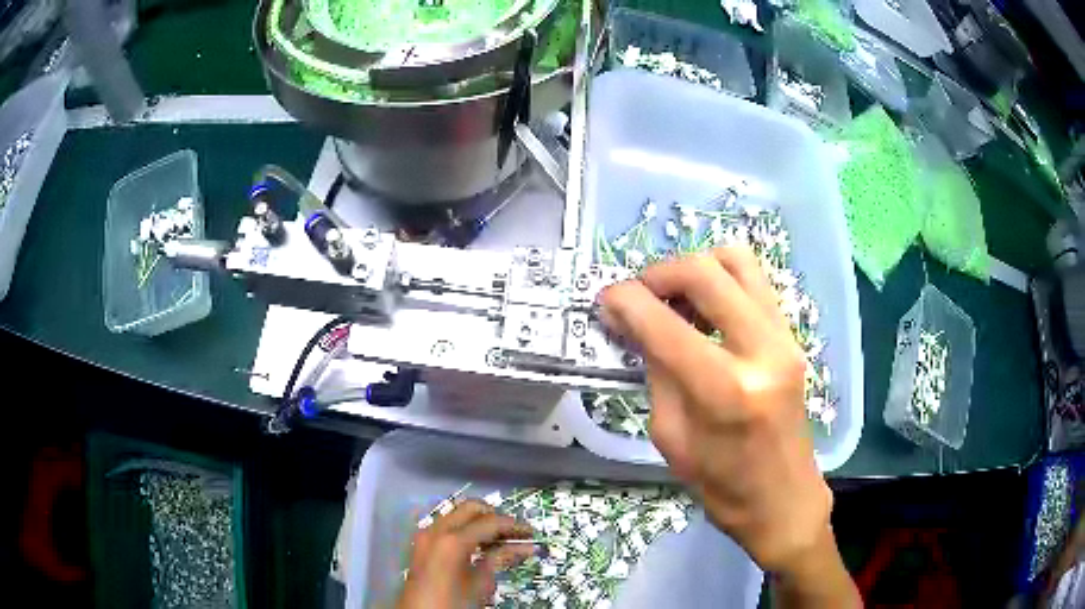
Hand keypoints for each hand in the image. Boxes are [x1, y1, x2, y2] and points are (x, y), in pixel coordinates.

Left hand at [397, 499, 535, 608]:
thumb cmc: (453, 603)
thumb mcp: (481, 584)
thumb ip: (500, 559)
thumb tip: (525, 547)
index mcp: (453, 540)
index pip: (490, 521)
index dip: (513, 525)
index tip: (531, 532)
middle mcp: (437, 530)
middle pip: (471, 508)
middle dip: (495, 516)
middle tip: (514, 532)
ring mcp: (426, 535)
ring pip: (457, 514)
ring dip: (479, 522)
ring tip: (501, 540)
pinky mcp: (422, 543)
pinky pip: (447, 526)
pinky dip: (465, 529)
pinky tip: (480, 545)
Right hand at [601, 247, 857, 603]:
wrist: (783, 498)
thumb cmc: (722, 484)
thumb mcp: (671, 435)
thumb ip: (656, 371)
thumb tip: (634, 322)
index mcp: (726, 390)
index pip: (665, 324)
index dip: (626, 301)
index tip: (606, 300)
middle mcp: (762, 350)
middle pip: (706, 272)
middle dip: (660, 273)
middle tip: (638, 293)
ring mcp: (785, 338)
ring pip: (737, 261)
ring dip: (695, 268)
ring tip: (673, 296)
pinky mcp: (792, 336)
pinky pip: (754, 282)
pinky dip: (721, 280)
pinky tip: (702, 308)